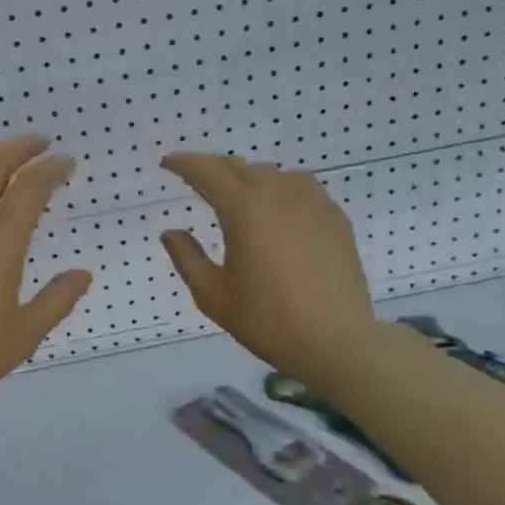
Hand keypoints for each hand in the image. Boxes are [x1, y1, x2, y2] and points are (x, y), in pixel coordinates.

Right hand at [159, 154, 378, 390]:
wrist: (336, 341)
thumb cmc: (267, 320)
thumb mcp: (213, 295)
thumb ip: (186, 258)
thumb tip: (171, 232)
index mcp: (245, 208)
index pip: (208, 171)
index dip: (184, 163)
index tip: (168, 163)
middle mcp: (279, 193)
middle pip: (240, 167)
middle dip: (214, 169)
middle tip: (196, 182)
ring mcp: (313, 202)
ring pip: (272, 174)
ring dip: (248, 178)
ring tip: (237, 197)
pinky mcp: (334, 217)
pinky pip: (300, 189)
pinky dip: (279, 191)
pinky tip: (276, 213)